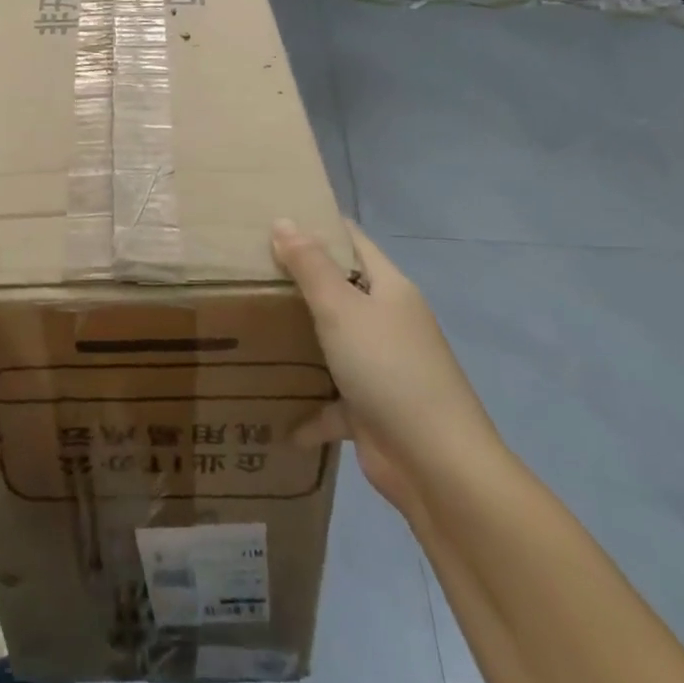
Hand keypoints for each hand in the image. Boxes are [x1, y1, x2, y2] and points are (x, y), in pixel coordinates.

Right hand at [272, 220, 497, 526]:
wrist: (436, 464)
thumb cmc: (388, 369)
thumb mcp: (342, 309)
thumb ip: (310, 266)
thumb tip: (283, 220)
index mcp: (389, 289)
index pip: (353, 242)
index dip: (319, 225)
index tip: (273, 218)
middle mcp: (387, 322)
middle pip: (339, 291)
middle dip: (297, 282)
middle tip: (247, 270)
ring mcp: (381, 367)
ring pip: (332, 344)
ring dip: (298, 342)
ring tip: (249, 328)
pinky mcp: (370, 410)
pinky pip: (331, 402)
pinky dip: (307, 409)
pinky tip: (275, 416)